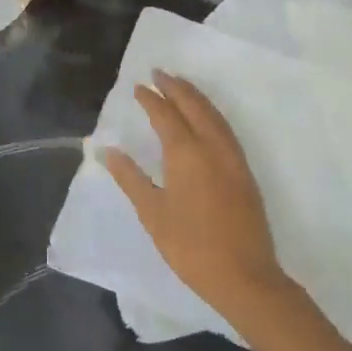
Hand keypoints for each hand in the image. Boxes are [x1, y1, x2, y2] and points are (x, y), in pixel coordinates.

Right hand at [99, 71, 291, 324]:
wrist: (245, 277)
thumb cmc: (190, 247)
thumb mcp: (152, 214)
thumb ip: (130, 178)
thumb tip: (106, 150)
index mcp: (186, 154)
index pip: (166, 115)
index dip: (151, 99)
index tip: (138, 86)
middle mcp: (212, 147)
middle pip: (194, 106)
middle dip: (176, 87)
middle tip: (160, 73)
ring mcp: (233, 158)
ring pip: (214, 115)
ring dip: (196, 97)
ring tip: (181, 85)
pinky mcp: (245, 172)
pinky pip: (226, 129)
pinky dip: (211, 113)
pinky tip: (206, 118)